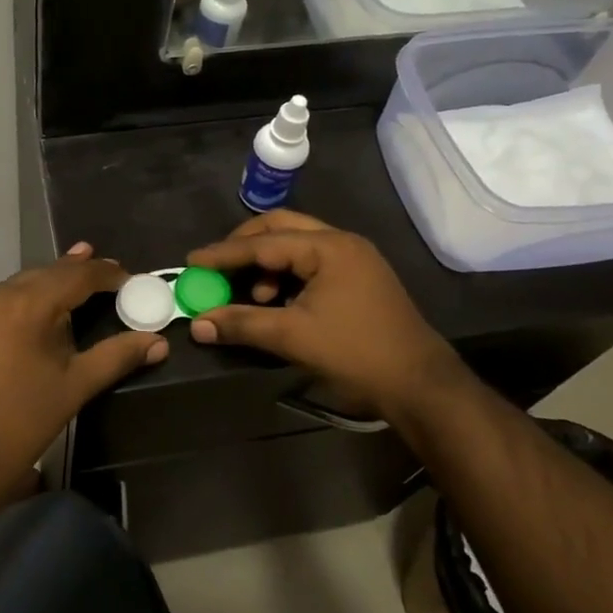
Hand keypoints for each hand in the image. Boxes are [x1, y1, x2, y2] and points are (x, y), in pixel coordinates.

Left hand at [0, 244, 165, 520]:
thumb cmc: (18, 423)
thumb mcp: (74, 387)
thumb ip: (116, 356)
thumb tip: (159, 342)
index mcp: (24, 304)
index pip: (75, 275)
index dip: (107, 274)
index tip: (132, 280)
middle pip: (47, 274)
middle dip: (81, 274)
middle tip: (113, 278)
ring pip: (23, 285)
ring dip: (53, 285)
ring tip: (83, 285)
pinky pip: (4, 300)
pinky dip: (29, 300)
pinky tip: (44, 311)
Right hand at [185, 211, 470, 425]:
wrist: (420, 385)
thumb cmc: (355, 353)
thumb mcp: (293, 337)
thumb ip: (242, 324)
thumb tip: (198, 324)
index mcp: (328, 247)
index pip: (264, 242)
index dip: (224, 253)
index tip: (192, 261)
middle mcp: (341, 242)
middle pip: (281, 228)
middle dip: (245, 245)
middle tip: (217, 266)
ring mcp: (354, 258)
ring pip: (297, 244)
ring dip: (268, 263)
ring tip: (253, 295)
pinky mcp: (359, 277)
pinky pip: (312, 262)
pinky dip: (287, 275)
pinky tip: (277, 301)